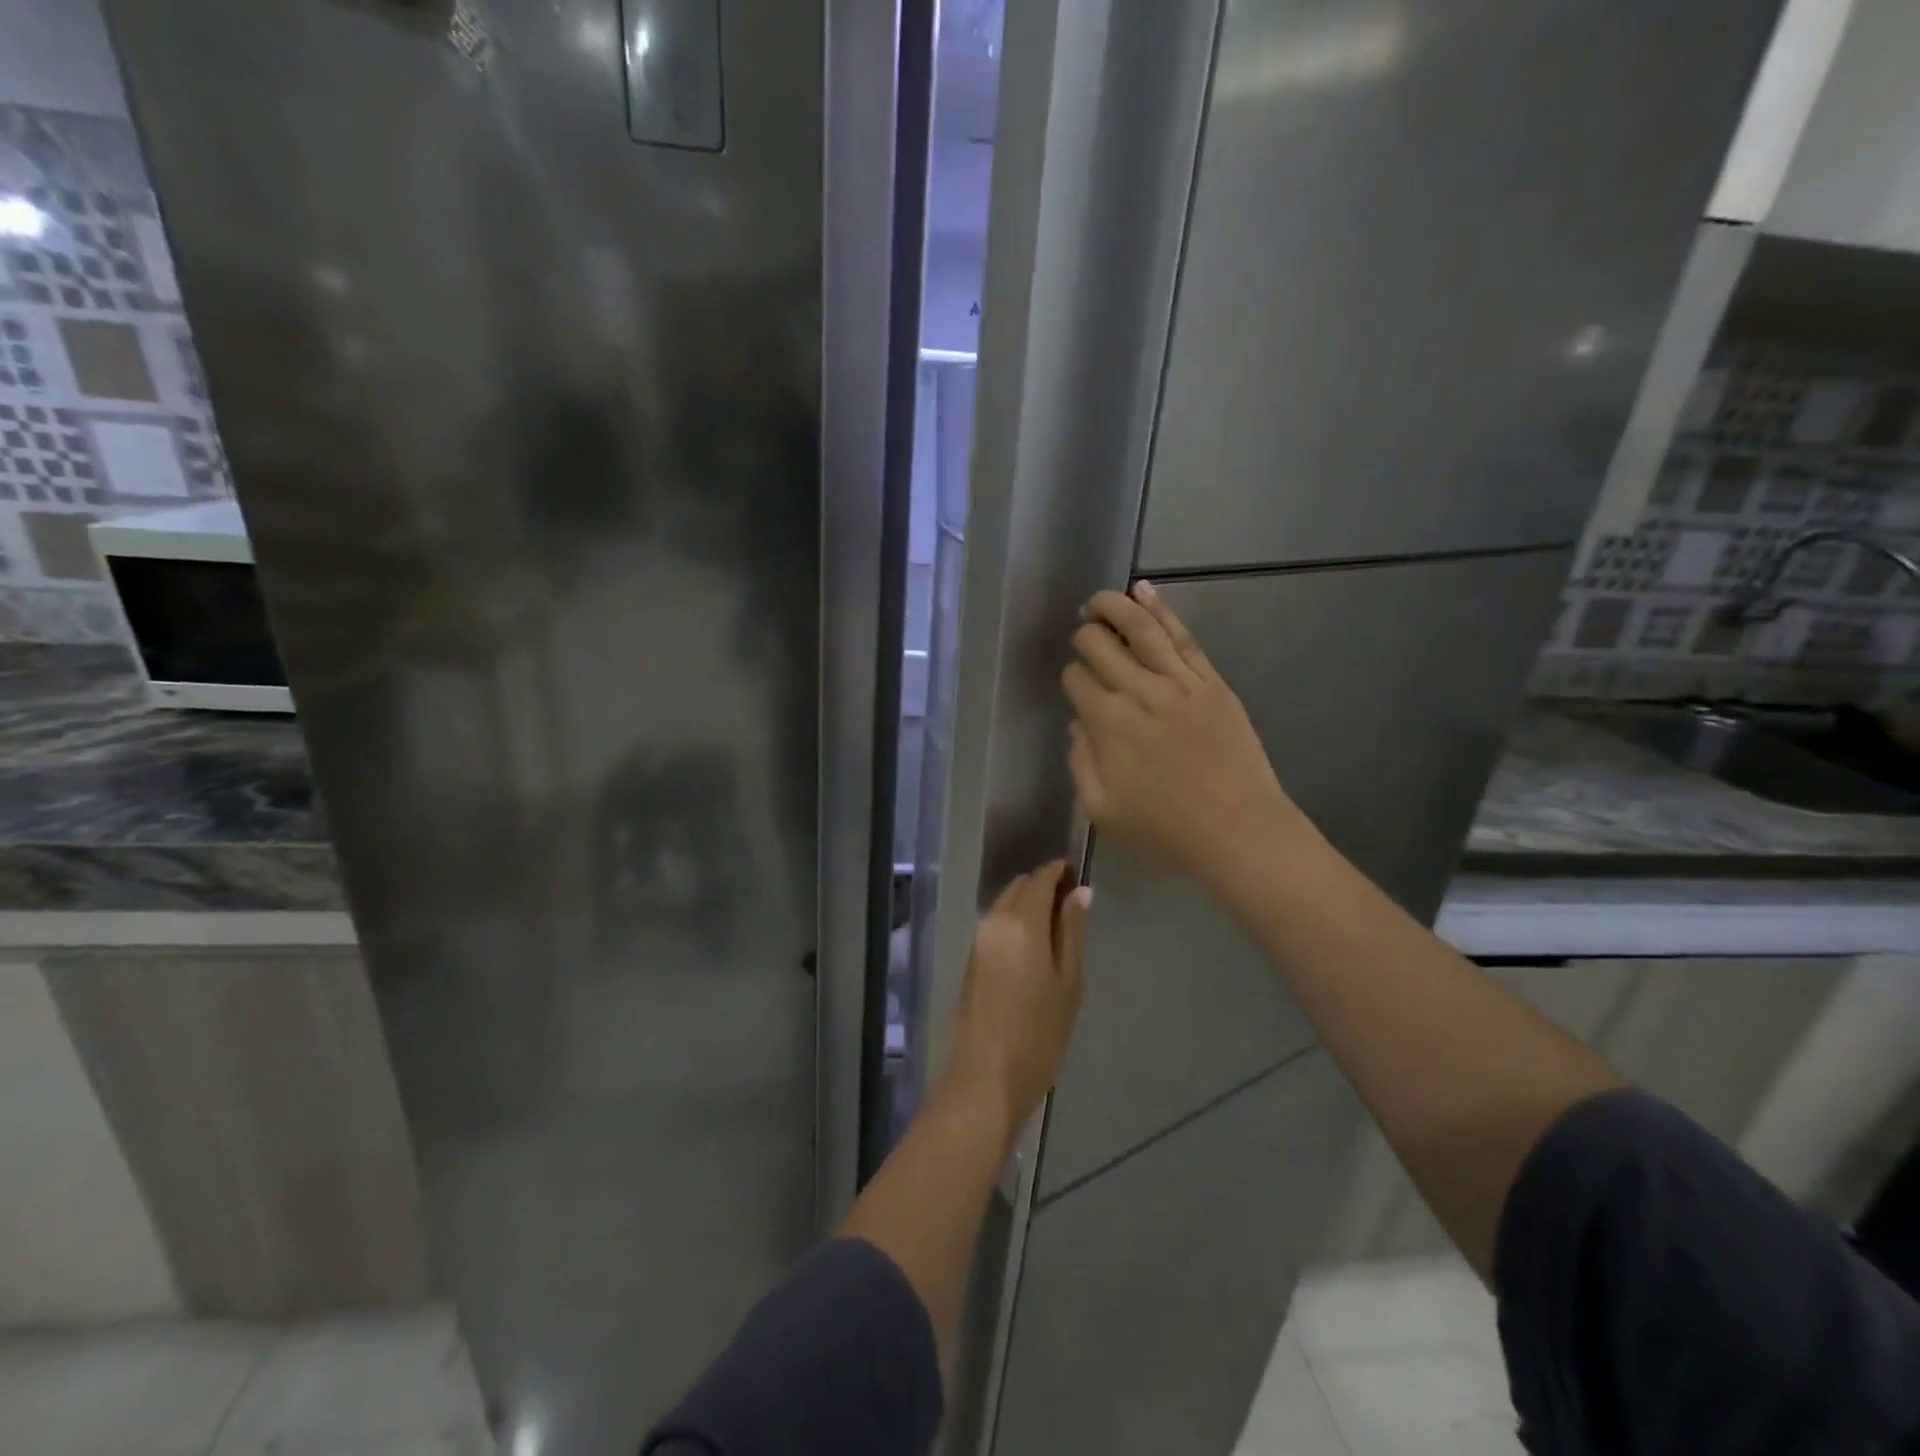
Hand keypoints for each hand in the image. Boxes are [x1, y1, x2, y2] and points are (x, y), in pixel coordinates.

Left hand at [944, 861, 1090, 1144]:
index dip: (1060, 871)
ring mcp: (978, 940)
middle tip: (1073, 904)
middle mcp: (993, 921)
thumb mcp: (1069, 981)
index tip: (1080, 876)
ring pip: (1005, 904)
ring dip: (1029, 903)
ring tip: (1059, 925)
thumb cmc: (1039, 1032)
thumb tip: (1080, 892)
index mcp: (1020, 921)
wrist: (986, 1077)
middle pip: (1019, 886)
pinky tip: (1036, 944)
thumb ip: (1072, 931)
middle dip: (1044, 885)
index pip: (1040, 878)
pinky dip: (1016, 921)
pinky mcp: (971, 959)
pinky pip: (997, 924)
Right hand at [1063, 581, 1313, 899]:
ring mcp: (1179, 683)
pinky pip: (1183, 637)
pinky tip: (1144, 592)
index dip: (1071, 676)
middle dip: (1085, 636)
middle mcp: (1139, 693)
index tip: (1075, 684)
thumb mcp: (1102, 810)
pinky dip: (1161, 610)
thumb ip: (1081, 763)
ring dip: (1114, 607)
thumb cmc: (1165, 829)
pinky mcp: (1211, 682)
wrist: (1238, 830)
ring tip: (1100, 599)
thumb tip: (1078, 724)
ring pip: (1141, 630)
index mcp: (1108, 725)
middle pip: (1101, 646)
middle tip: (1083, 636)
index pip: (1077, 680)